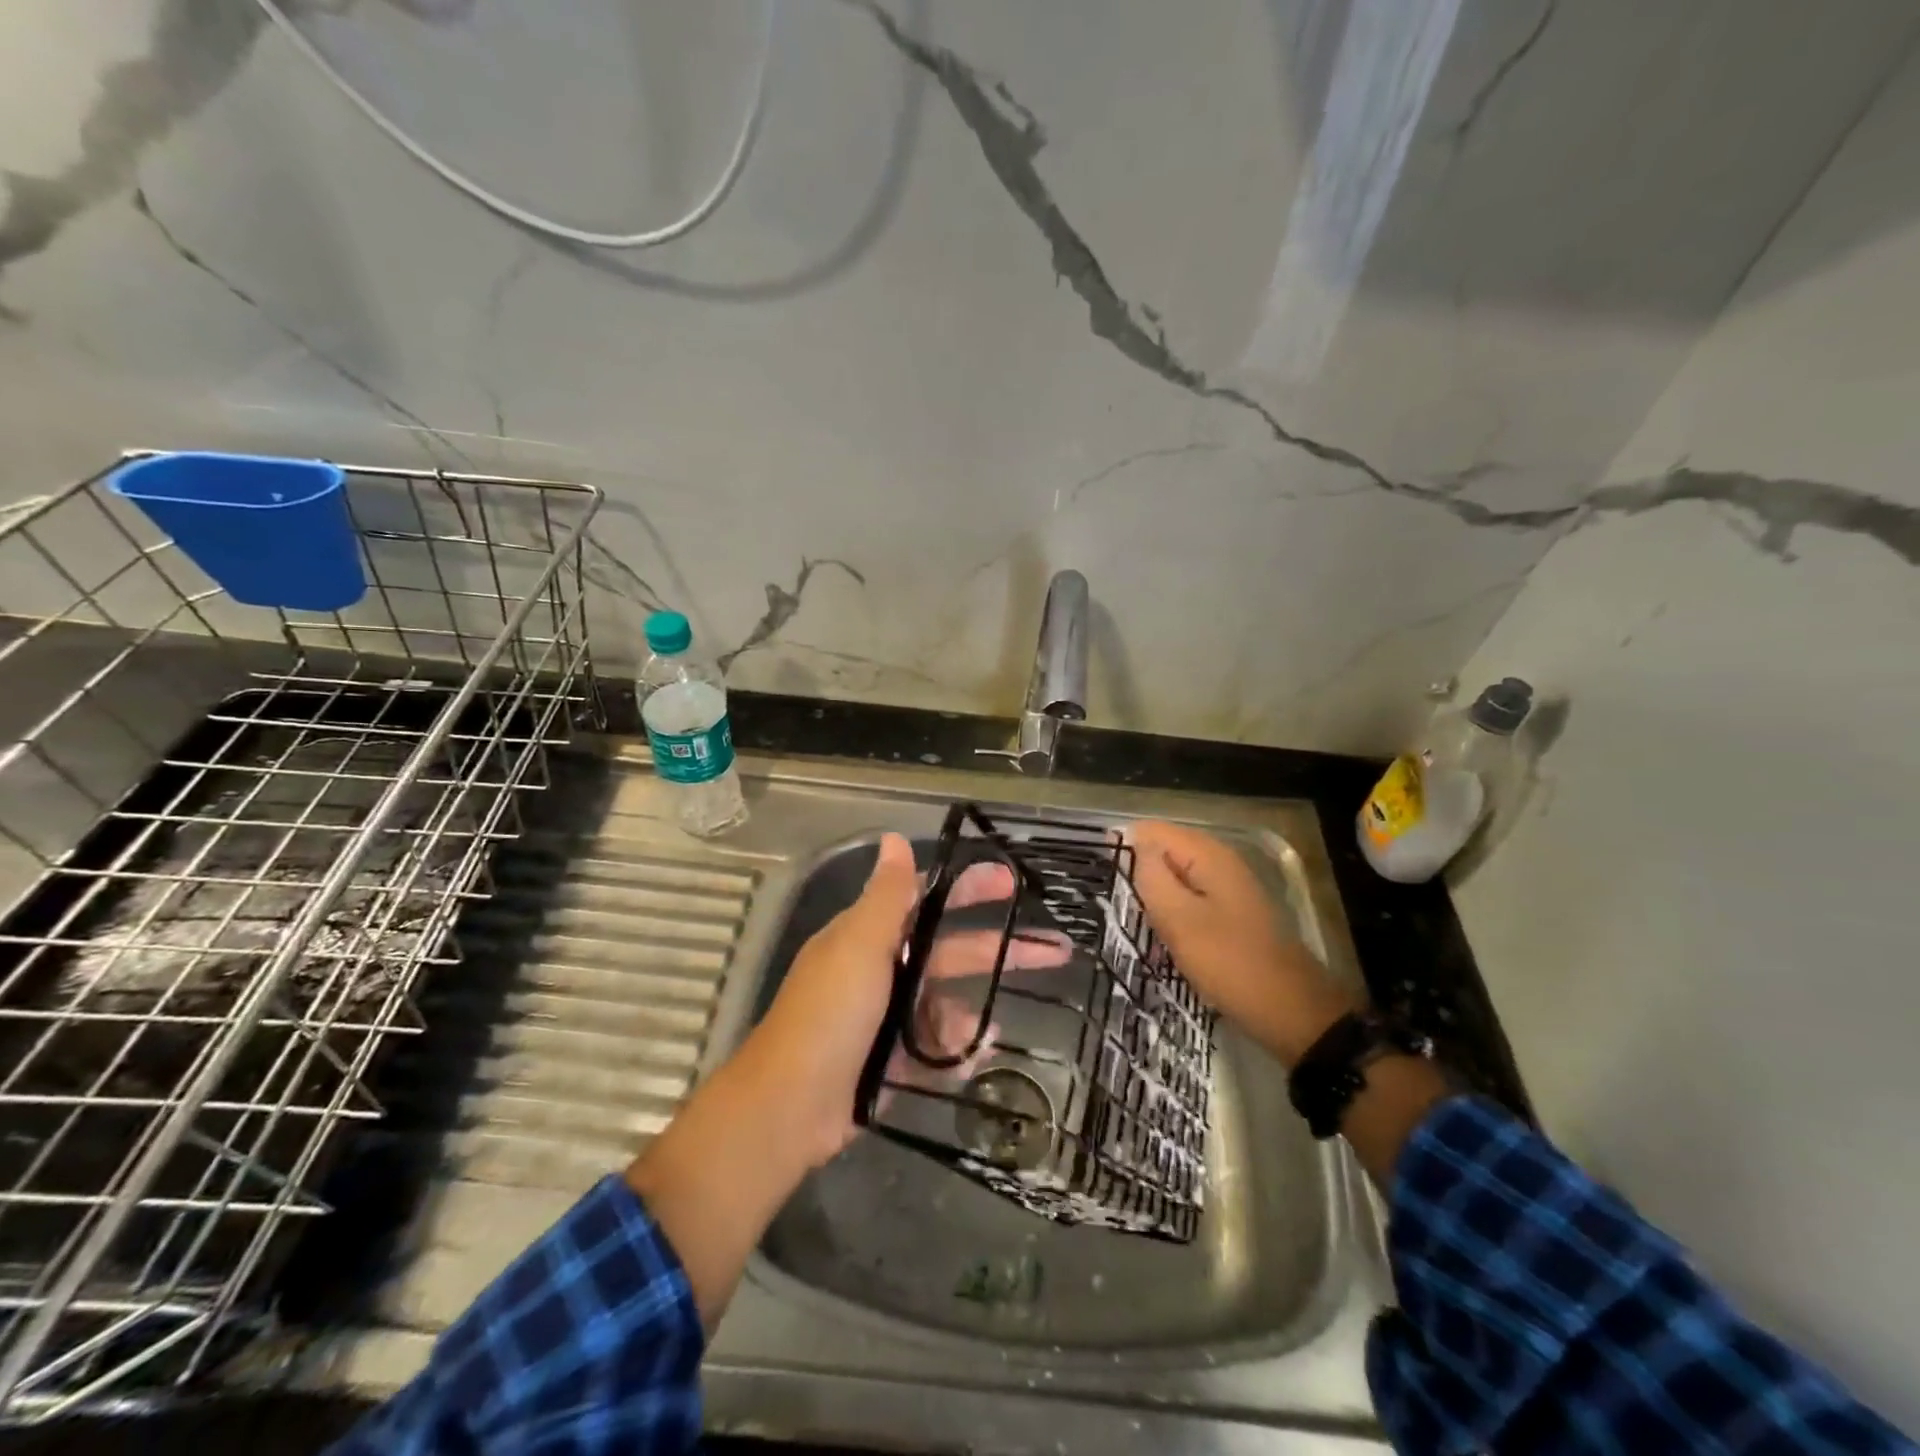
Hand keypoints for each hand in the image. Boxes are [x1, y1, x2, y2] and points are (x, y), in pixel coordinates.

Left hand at [739, 832, 1070, 1166]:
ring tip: (988, 1030)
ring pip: (947, 1005)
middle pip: (952, 952)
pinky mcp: (892, 1060)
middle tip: (1055, 951)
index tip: (1012, 883)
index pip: (929, 900)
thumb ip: (886, 896)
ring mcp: (888, 1017)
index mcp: (872, 936)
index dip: (969, 889)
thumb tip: (894, 837)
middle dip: (999, 951)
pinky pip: (937, 1048)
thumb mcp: (859, 947)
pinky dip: (956, 1051)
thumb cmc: (829, 1015)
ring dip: (970, 1014)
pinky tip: (975, 1058)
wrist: (790, 1108)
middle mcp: (882, 970)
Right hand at [1126, 821, 1358, 1065]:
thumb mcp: (1179, 919)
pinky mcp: (1230, 912)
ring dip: (1154, 899)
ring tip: (1136, 927)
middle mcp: (1219, 860)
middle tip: (1120, 911)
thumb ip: (1151, 875)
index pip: (1149, 831)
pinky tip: (1164, 940)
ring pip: (1174, 879)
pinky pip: (1189, 900)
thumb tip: (1133, 842)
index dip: (1123, 852)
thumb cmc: (1229, 963)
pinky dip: (1173, 915)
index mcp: (1207, 854)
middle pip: (1162, 852)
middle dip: (1138, 876)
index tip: (1104, 884)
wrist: (1291, 1012)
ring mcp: (1227, 887)